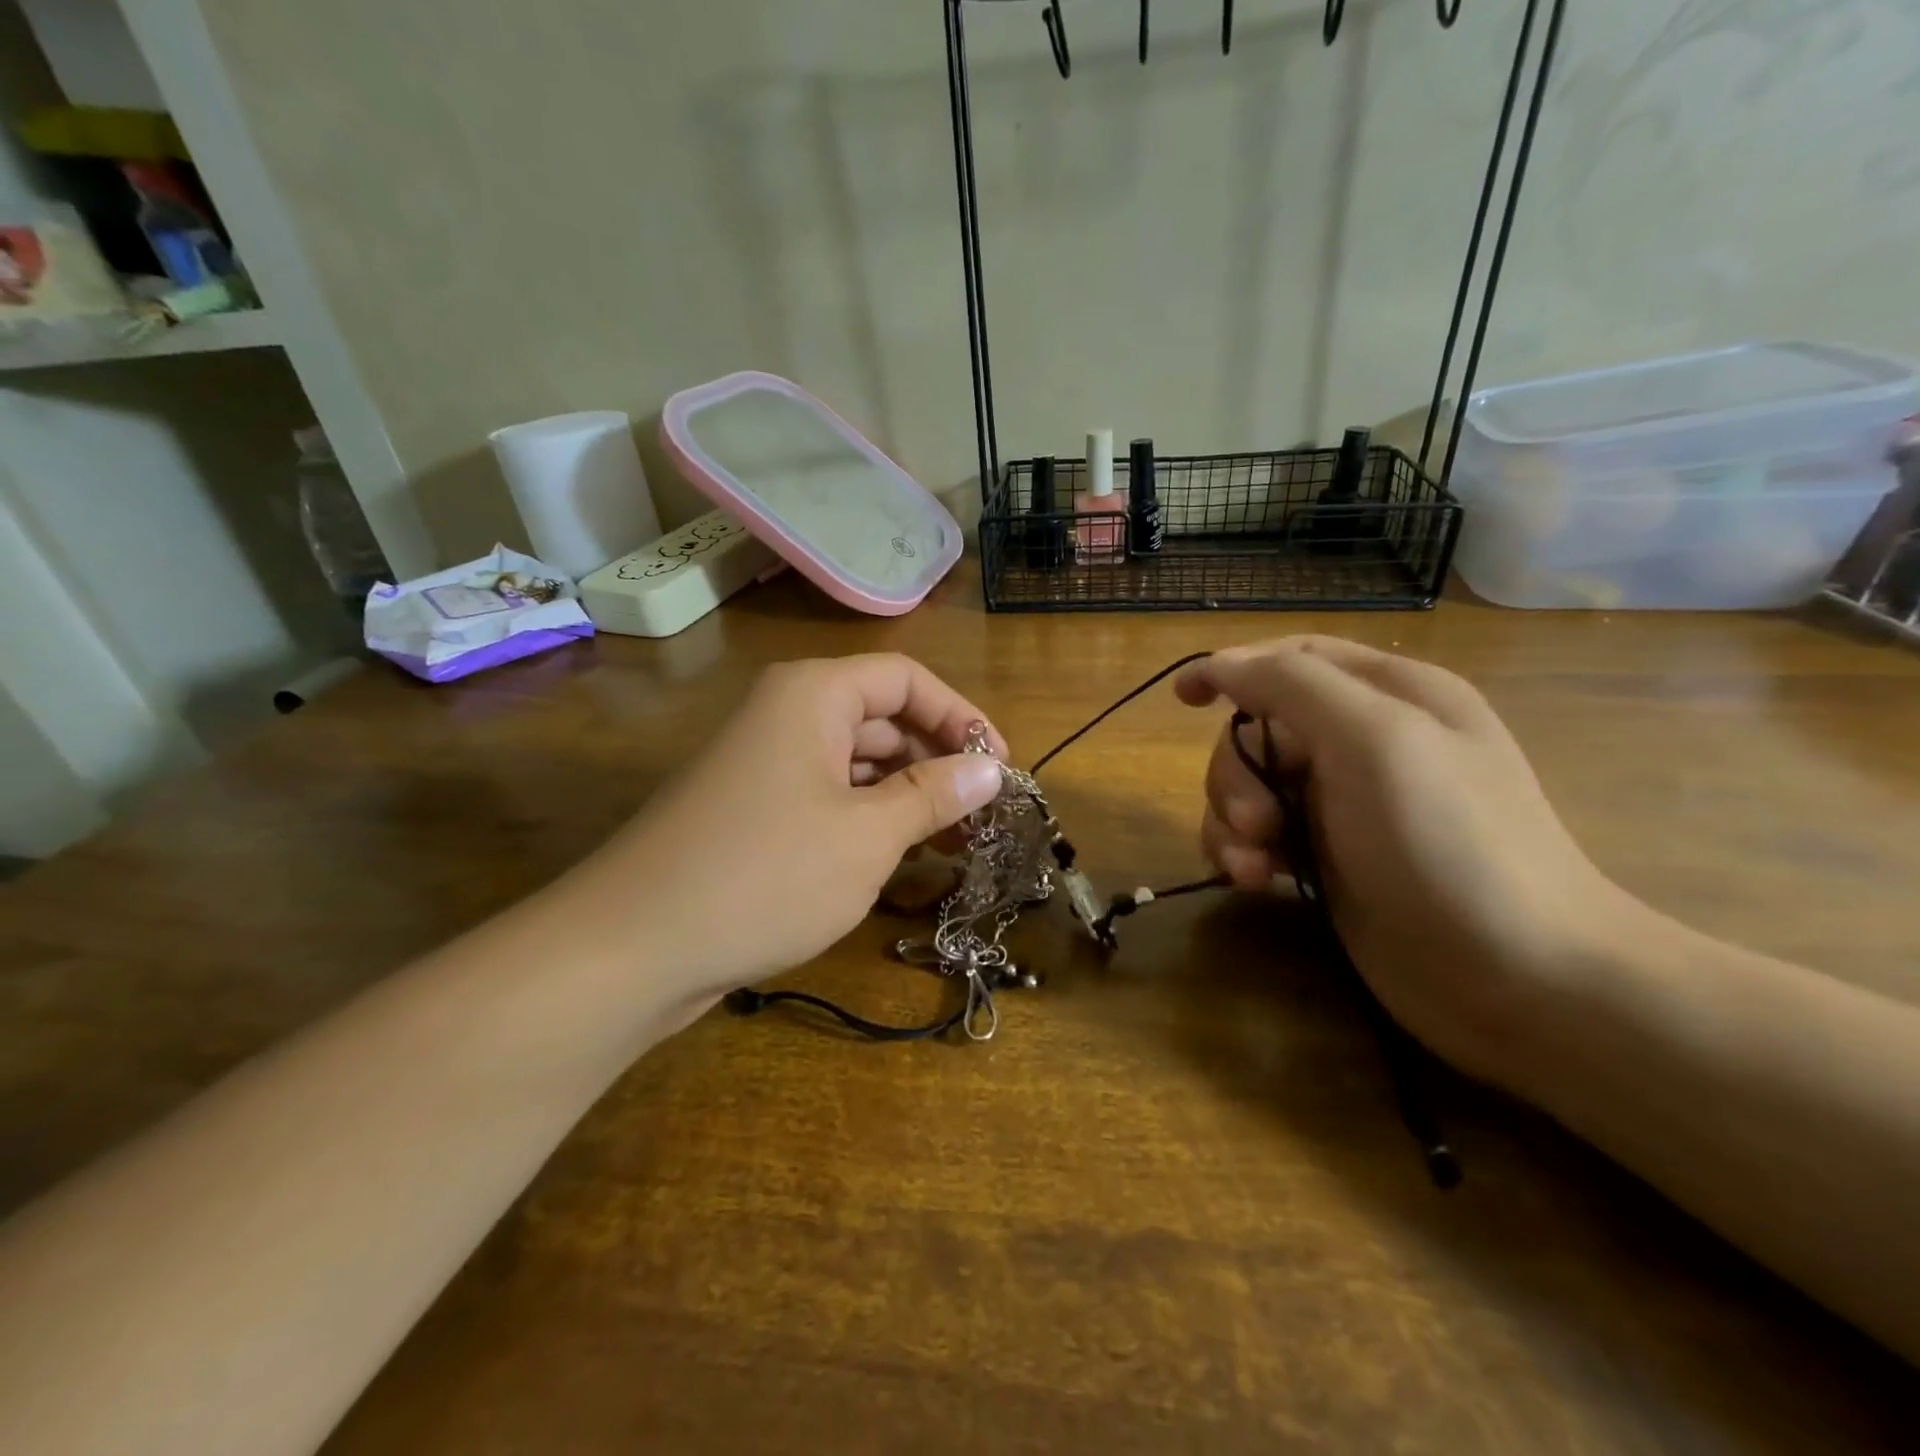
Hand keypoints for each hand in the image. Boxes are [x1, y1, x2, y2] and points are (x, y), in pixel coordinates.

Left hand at [573, 654, 1006, 1000]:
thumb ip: (934, 795)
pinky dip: (868, 818)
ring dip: (906, 796)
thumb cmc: (765, 875)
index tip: (1000, 768)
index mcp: (813, 694)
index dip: (961, 716)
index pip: (906, 679)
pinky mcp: (752, 808)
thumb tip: (991, 769)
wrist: (631, 947)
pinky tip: (899, 858)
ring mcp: (765, 762)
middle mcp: (787, 713)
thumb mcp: (867, 836)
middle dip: (937, 762)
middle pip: (882, 718)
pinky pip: (827, 795)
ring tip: (953, 845)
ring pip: (856, 762)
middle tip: (982, 818)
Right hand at [1176, 637, 1642, 1084]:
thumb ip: (1292, 686)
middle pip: (1260, 729)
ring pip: (1249, 786)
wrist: (1518, 978)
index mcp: (1389, 694)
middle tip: (1253, 822)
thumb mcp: (1374, 739)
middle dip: (1235, 771)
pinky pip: (1258, 836)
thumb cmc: (1448, 842)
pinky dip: (1241, 854)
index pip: (1293, 658)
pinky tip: (1257, 882)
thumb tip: (1222, 663)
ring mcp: (1345, 805)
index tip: (1182, 698)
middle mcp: (1365, 742)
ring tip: (1252, 865)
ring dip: (1230, 820)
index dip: (1233, 668)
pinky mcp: (1328, 859)